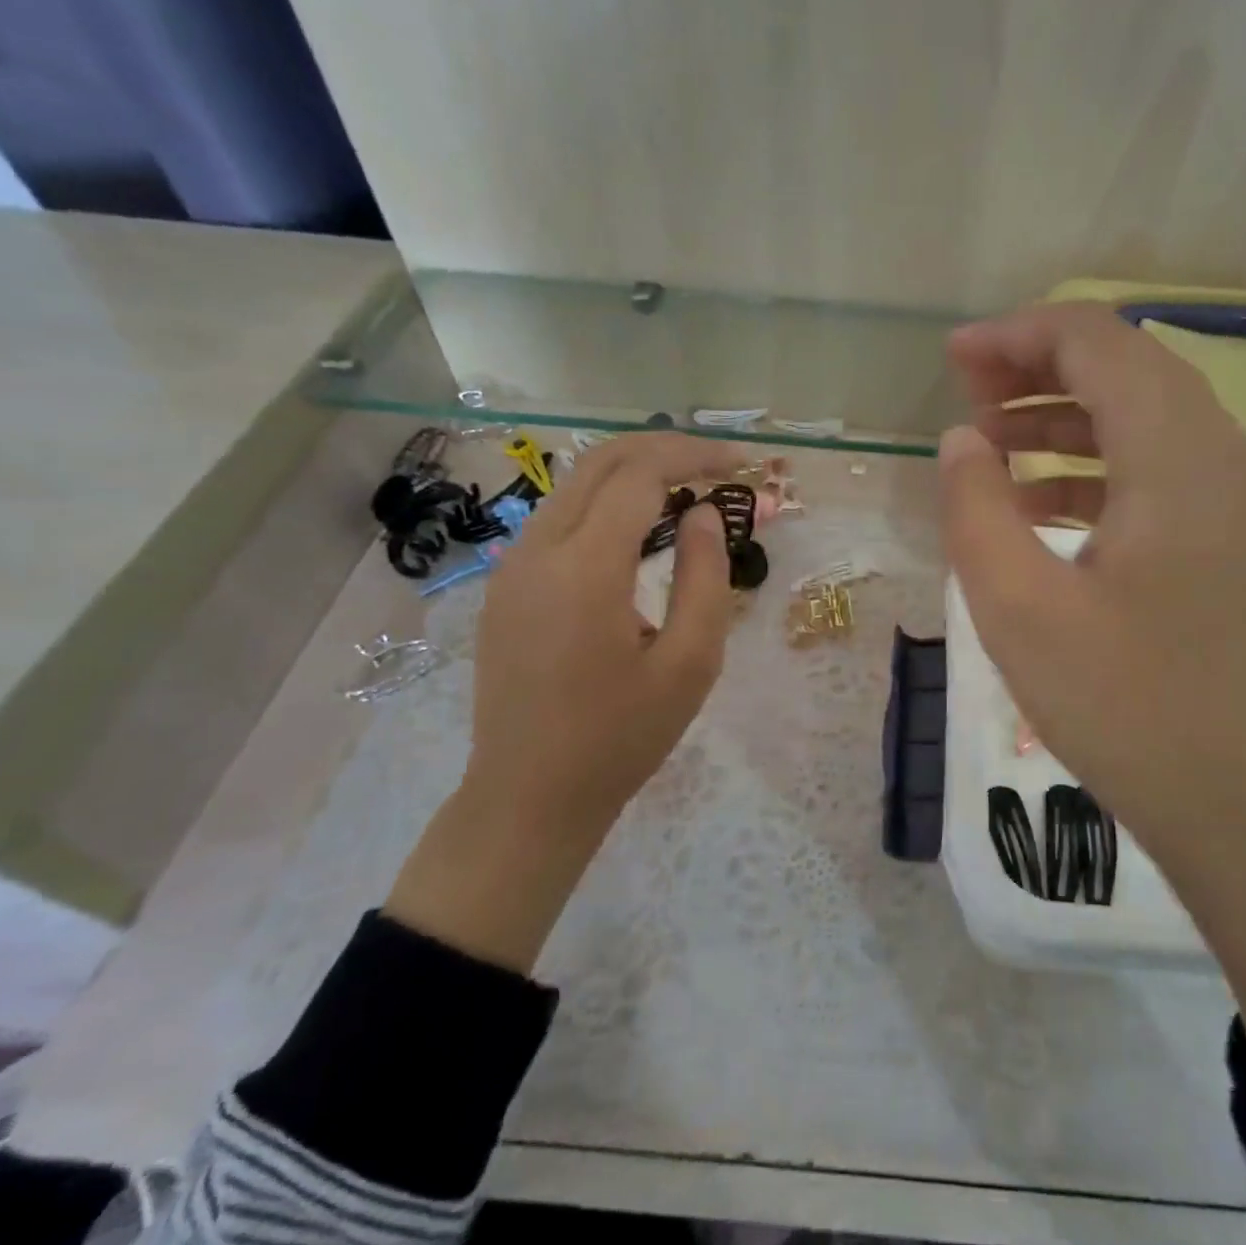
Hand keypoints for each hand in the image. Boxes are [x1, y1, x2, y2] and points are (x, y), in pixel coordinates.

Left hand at [386, 431, 743, 972]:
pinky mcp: (505, 586)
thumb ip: (704, 577)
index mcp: (585, 568)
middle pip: (600, 461)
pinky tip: (638, 529)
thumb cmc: (621, 737)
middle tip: (716, 463)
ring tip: (686, 490)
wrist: (528, 796)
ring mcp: (512, 566)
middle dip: (663, 448)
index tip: (740, 464)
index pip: (640, 475)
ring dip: (632, 472)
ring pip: (574, 485)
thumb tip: (703, 513)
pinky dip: (604, 503)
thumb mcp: (689, 664)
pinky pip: (557, 518)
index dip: (694, 457)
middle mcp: (537, 550)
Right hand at [940, 304, 1245, 1185]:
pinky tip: (1046, 509)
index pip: (1097, 342)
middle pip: (1127, 371)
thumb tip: (963, 440)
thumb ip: (977, 508)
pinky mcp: (1244, 550)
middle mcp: (1227, 458)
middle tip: (966, 396)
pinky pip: (1164, 477)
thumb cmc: (1135, 715)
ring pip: (1148, 423)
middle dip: (1038, 371)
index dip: (1017, 335)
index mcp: (1179, 456)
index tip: (953, 358)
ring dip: (1067, 421)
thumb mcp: (1021, 610)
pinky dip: (1099, 471)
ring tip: (993, 447)